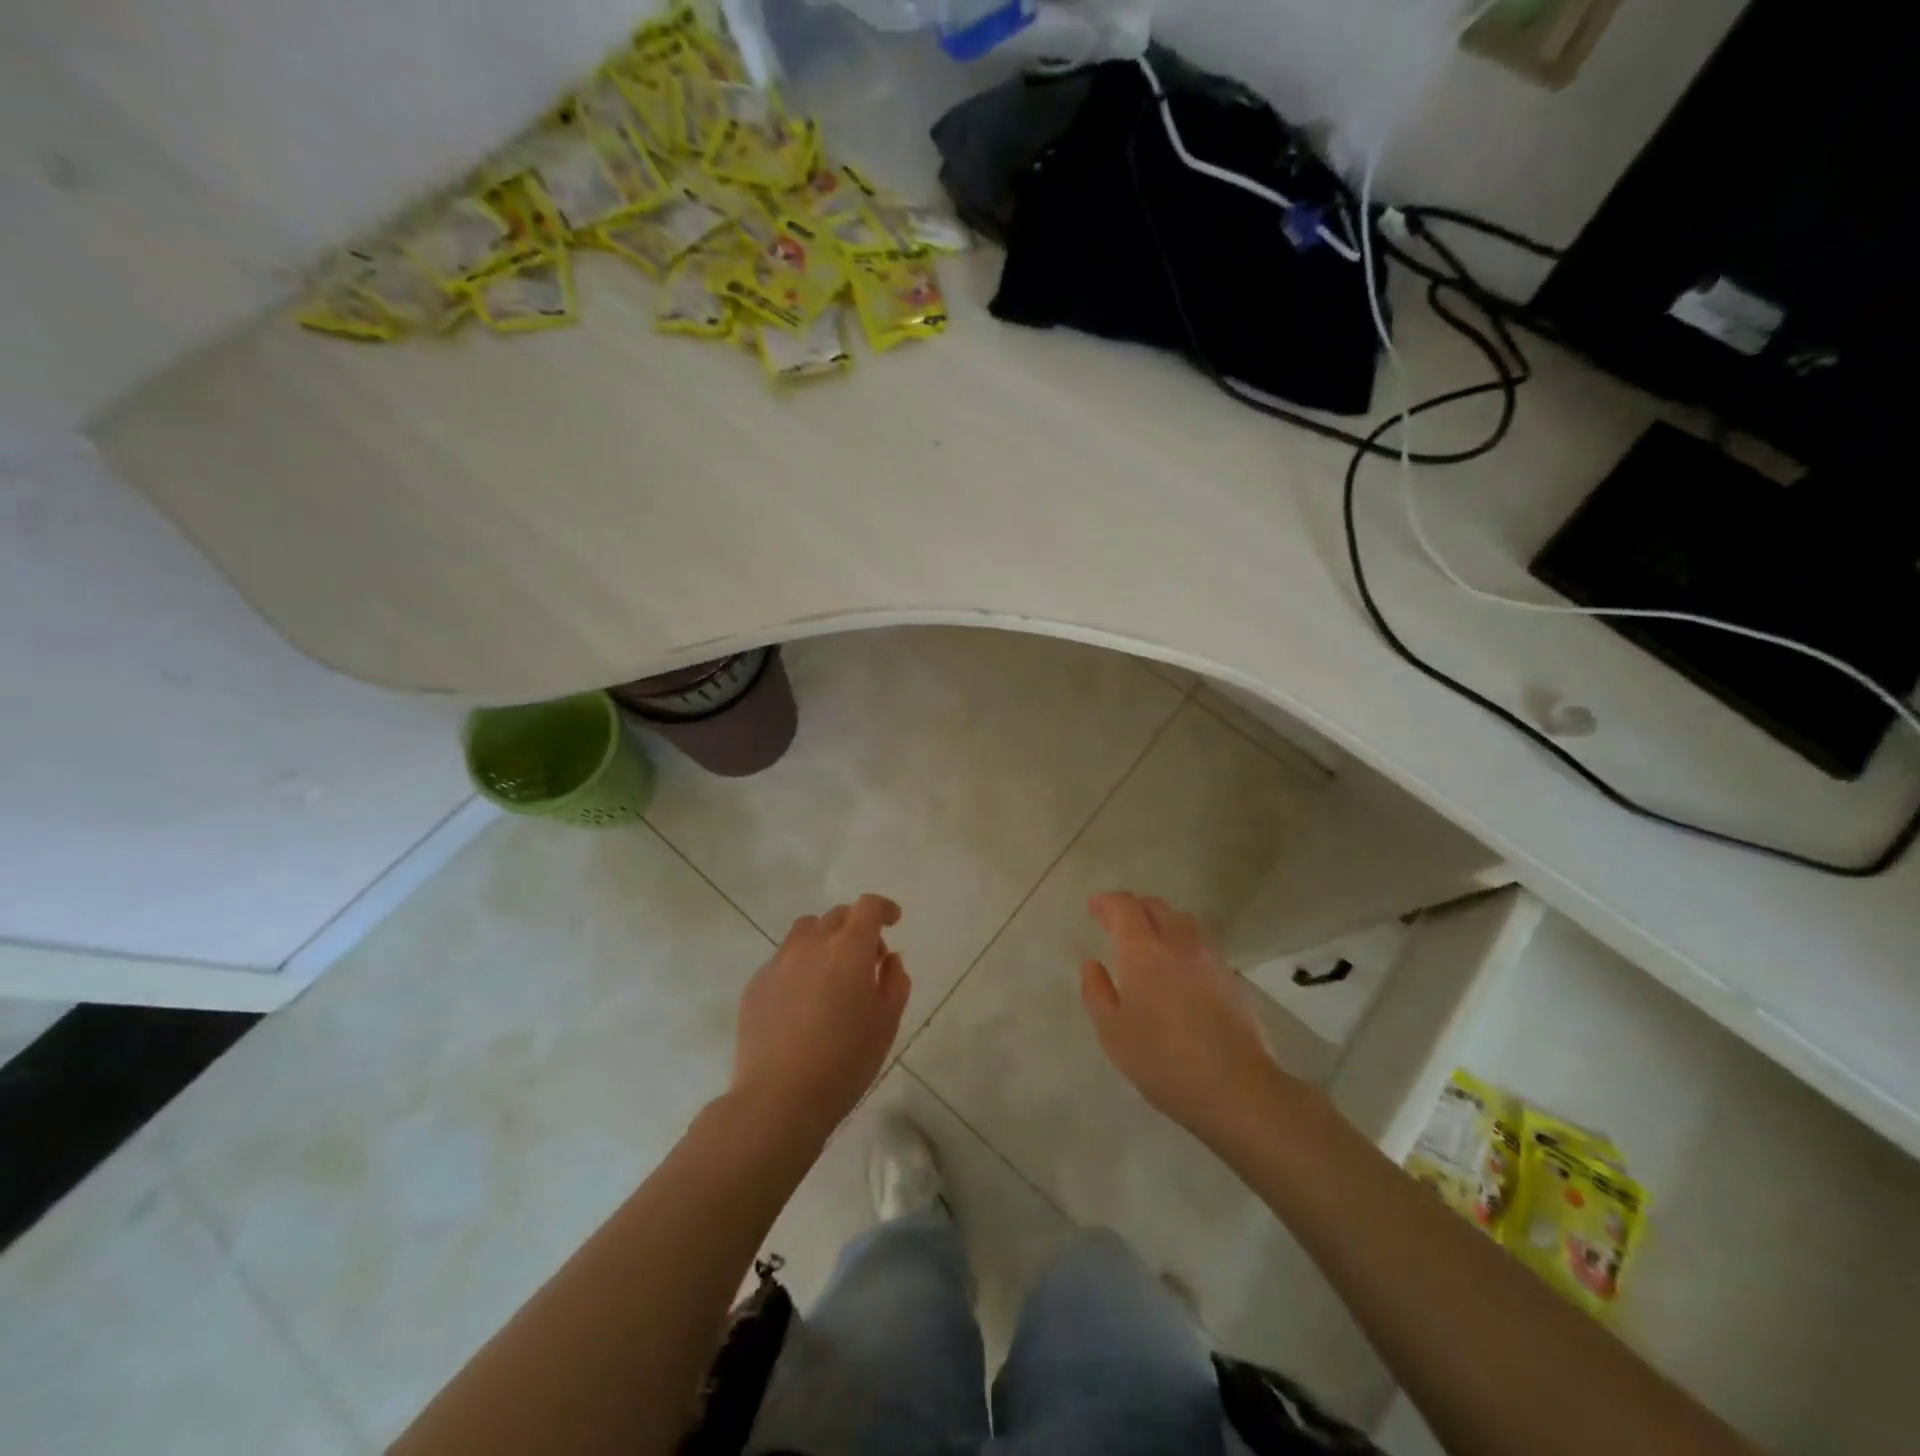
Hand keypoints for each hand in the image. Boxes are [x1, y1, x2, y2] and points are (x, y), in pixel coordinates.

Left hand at [731, 893, 909, 1143]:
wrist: (779, 1097)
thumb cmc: (845, 1060)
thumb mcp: (886, 1022)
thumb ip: (894, 981)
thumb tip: (888, 959)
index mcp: (849, 948)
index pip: (868, 907)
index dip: (883, 908)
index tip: (893, 921)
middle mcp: (812, 943)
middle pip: (837, 916)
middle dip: (856, 927)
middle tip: (867, 959)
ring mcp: (779, 962)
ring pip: (805, 931)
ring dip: (825, 940)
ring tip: (832, 973)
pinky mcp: (756, 984)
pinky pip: (783, 960)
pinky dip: (800, 966)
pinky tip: (803, 1002)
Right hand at [1080, 891, 1287, 1147]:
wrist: (1237, 1089)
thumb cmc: (1163, 1061)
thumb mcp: (1113, 1033)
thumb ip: (1097, 992)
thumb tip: (1093, 964)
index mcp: (1143, 952)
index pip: (1125, 907)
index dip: (1107, 901)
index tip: (1094, 906)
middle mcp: (1179, 944)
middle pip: (1157, 906)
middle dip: (1134, 906)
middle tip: (1118, 921)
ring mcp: (1211, 959)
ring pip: (1185, 921)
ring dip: (1163, 920)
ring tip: (1151, 939)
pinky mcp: (1233, 979)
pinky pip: (1204, 945)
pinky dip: (1185, 943)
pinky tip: (1182, 969)